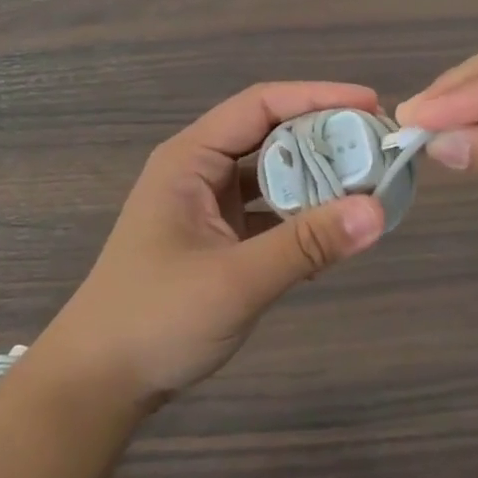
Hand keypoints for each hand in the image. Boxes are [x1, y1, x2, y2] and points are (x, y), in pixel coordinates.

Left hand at [37, 84, 387, 407]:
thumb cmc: (156, 317)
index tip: (370, 103)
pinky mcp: (217, 237)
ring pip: (271, 174)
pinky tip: (336, 227)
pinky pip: (268, 210)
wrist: (99, 381)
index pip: (260, 105)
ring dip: (315, 177)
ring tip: (367, 181)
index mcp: (190, 158)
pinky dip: (301, 214)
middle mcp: (199, 170)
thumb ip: (306, 244)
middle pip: (269, 134)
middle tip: (378, 146)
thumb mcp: (236, 280)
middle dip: (323, 137)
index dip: (316, 96)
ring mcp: (207, 204)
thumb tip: (378, 211)